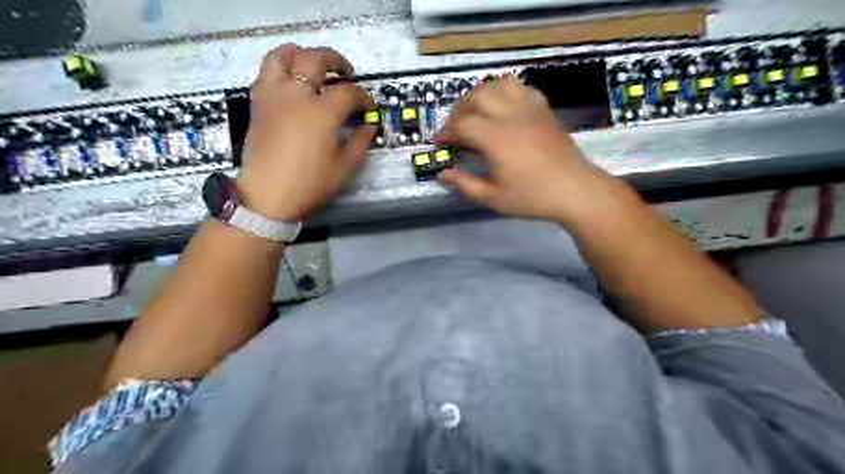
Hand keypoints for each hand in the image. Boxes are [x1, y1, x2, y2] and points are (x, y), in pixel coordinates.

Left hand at [233, 42, 371, 220]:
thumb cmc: (310, 183)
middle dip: (336, 61)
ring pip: (282, 56)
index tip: (368, 107)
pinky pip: (266, 73)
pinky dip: (279, 68)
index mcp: (322, 112)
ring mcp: (273, 96)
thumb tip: (369, 125)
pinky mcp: (258, 104)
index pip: (349, 92)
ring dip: (301, 54)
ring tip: (312, 65)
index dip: (363, 97)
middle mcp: (296, 95)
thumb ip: (361, 142)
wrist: (268, 195)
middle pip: (315, 59)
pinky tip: (290, 83)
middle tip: (346, 73)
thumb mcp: (344, 167)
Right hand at [436, 76, 614, 222]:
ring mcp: (529, 109)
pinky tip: (503, 107)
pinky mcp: (543, 109)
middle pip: (476, 97)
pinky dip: (505, 91)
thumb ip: (464, 184)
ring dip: (481, 95)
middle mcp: (510, 116)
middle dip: (459, 110)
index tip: (441, 144)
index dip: (447, 132)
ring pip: (498, 85)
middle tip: (456, 128)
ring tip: (476, 112)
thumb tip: (442, 174)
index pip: (462, 124)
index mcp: (496, 139)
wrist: (575, 190)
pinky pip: (521, 88)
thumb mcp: (493, 197)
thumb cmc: (532, 197)